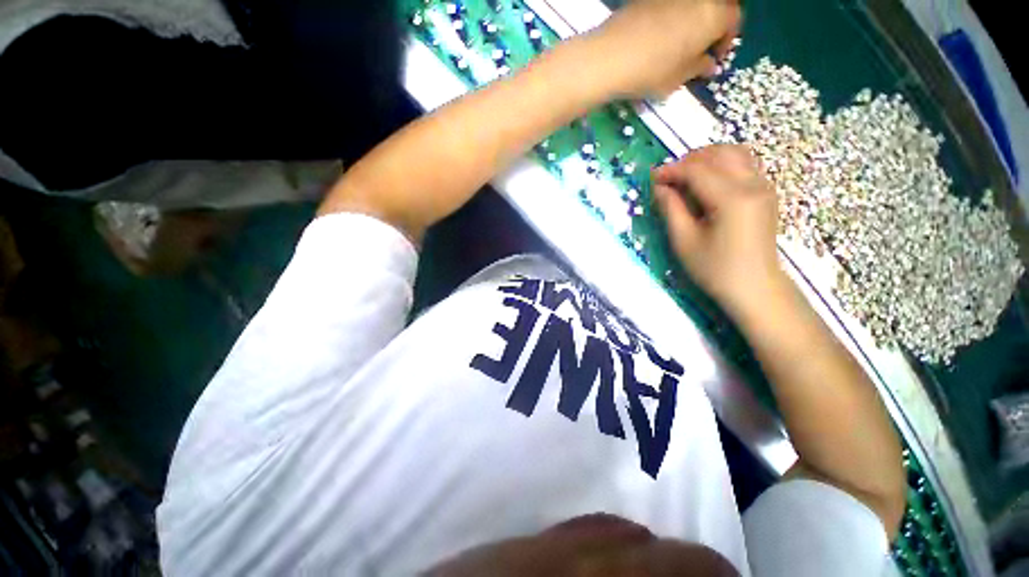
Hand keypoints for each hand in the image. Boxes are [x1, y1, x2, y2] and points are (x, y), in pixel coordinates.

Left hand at [592, 0, 740, 98]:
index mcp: (714, 14)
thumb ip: (698, 68)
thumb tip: (709, 65)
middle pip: (716, 5)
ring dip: (692, 19)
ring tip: (678, 43)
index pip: (733, 20)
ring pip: (693, 3)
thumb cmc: (651, 71)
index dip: (726, 40)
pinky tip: (658, 35)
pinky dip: (672, 15)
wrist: (610, 56)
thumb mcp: (678, 78)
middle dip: (712, 24)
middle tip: (699, 47)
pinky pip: (670, 4)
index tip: (713, 58)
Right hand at [653, 144, 785, 315]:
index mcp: (732, 198)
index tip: (652, 178)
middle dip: (689, 160)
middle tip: (668, 178)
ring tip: (685, 178)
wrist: (755, 287)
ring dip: (707, 159)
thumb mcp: (684, 241)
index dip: (671, 170)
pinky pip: (744, 165)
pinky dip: (722, 165)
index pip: (697, 170)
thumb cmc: (715, 269)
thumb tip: (659, 187)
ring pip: (735, 154)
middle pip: (719, 153)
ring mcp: (763, 187)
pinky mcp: (765, 193)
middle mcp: (753, 184)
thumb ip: (671, 209)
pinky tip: (707, 183)